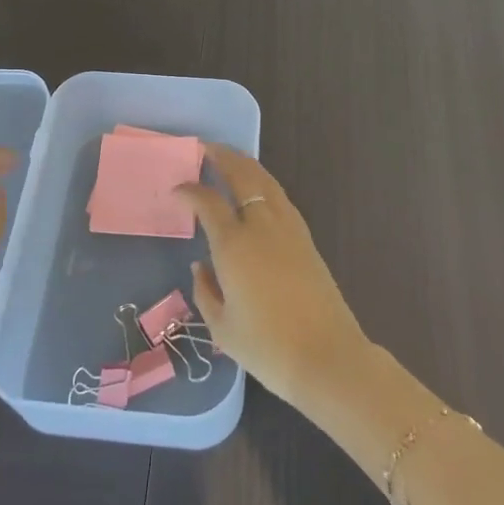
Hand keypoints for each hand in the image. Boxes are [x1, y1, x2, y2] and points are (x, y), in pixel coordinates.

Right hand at [176, 145, 370, 408]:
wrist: (326, 357)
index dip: (189, 191)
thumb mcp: (222, 326)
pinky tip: (257, 190)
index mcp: (234, 245)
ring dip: (245, 164)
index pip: (207, 202)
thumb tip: (201, 265)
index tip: (177, 190)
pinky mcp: (306, 238)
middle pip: (242, 175)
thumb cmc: (267, 347)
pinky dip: (263, 183)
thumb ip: (205, 290)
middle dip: (221, 156)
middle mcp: (261, 226)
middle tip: (204, 148)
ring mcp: (288, 228)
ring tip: (229, 159)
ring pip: (265, 181)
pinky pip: (280, 197)